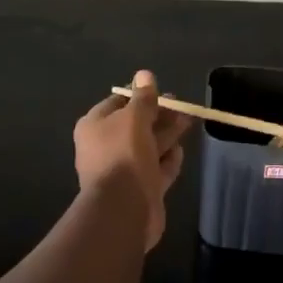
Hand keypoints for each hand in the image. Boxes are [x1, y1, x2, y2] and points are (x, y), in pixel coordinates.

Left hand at [73, 70, 190, 250]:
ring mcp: (122, 170)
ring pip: (147, 146)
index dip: (140, 96)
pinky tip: (180, 150)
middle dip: (158, 115)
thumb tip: (145, 74)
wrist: (123, 208)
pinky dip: (168, 160)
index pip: (118, 103)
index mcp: (94, 126)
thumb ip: (143, 98)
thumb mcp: (134, 118)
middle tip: (182, 107)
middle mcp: (104, 147)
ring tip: (188, 122)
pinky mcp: (139, 189)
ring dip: (166, 135)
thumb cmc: (124, 154)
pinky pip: (156, 169)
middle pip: (135, 125)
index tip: (162, 92)